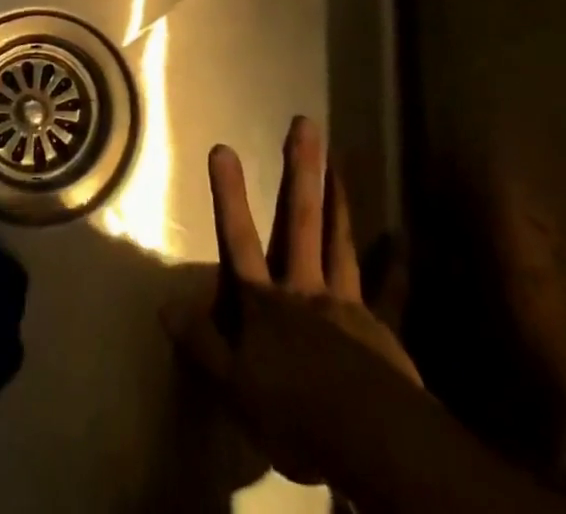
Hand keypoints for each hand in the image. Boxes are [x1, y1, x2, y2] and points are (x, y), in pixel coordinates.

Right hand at [166, 117, 421, 487]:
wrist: (369, 441)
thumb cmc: (295, 414)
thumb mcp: (234, 388)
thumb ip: (201, 343)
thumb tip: (165, 303)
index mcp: (265, 302)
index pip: (239, 240)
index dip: (230, 196)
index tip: (223, 148)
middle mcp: (304, 289)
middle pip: (298, 221)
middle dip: (299, 171)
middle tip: (306, 124)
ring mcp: (345, 304)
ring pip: (339, 242)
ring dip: (337, 200)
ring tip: (339, 162)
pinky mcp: (379, 328)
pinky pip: (389, 293)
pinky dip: (393, 266)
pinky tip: (400, 240)